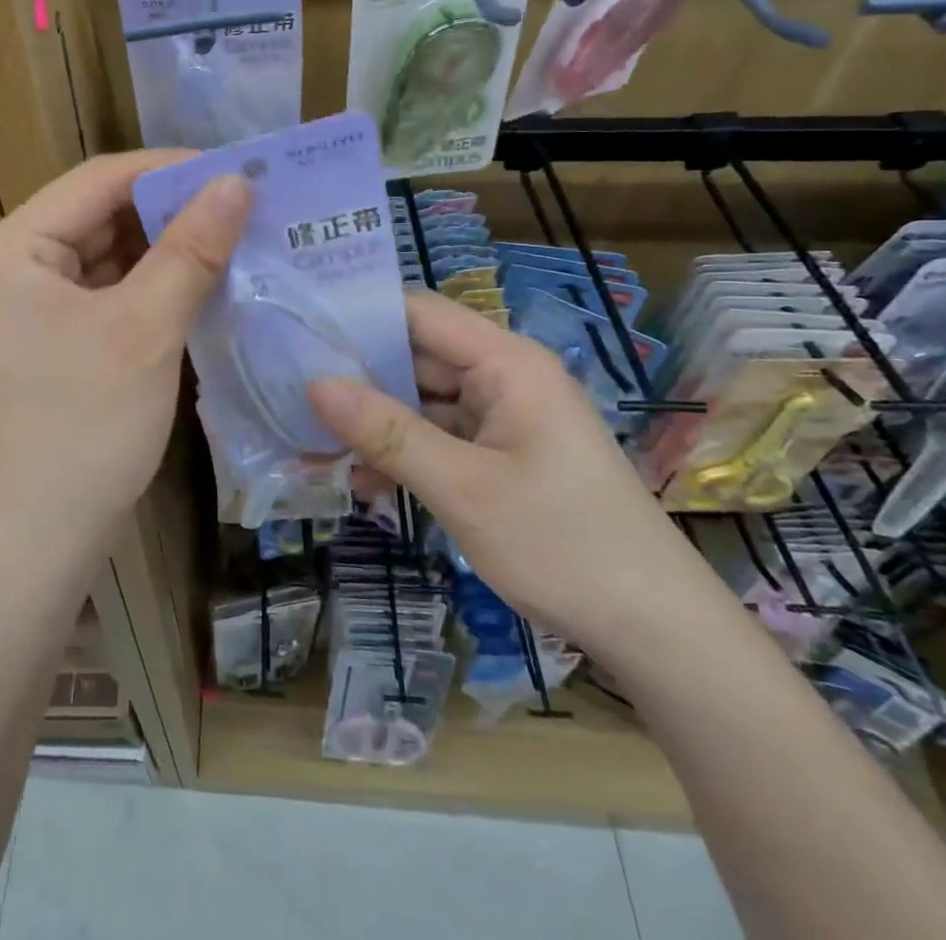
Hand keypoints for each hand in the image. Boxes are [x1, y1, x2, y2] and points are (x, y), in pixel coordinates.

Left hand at [0, 152, 250, 571]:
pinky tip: (206, 284)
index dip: (171, 169)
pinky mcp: (54, 340)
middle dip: (174, 210)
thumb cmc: (82, 429)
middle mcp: (15, 265)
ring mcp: (32, 306)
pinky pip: (109, 293)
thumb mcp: (144, 330)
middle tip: (248, 205)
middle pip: (103, 214)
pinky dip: (154, 286)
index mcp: (15, 247)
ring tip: (238, 236)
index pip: (100, 180)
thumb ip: (190, 250)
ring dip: (169, 248)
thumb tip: (236, 182)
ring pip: (110, 255)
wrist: (36, 545)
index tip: (239, 168)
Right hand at [308, 291, 728, 665]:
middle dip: (356, 376)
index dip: (360, 314)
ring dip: (374, 423)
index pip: (418, 312)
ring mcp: (505, 419)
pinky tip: (359, 481)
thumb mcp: (462, 488)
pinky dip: (402, 455)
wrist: (657, 633)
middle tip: (287, 389)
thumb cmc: (563, 544)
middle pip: (416, 357)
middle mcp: (504, 378)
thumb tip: (315, 383)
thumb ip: (387, 432)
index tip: (299, 327)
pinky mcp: (503, 457)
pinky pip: (440, 440)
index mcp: (505, 362)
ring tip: (309, 439)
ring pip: (422, 403)